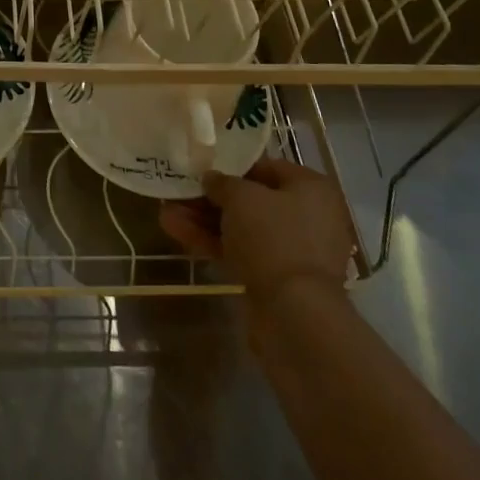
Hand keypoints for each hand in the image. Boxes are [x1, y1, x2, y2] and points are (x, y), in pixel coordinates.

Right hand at [160, 157, 353, 305]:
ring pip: (244, 228)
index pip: (267, 167)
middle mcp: (310, 216)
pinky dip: (214, 243)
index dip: (231, 166)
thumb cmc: (273, 237)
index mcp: (312, 188)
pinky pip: (243, 252)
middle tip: (179, 192)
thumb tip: (212, 179)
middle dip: (212, 198)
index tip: (202, 168)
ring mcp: (294, 251)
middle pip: (252, 200)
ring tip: (167, 213)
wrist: (294, 313)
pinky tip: (177, 233)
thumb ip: (222, 182)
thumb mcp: (241, 197)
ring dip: (206, 221)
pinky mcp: (278, 278)